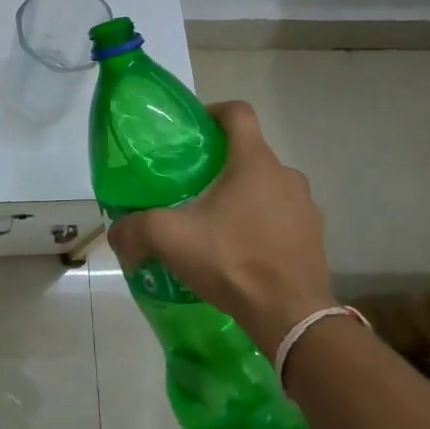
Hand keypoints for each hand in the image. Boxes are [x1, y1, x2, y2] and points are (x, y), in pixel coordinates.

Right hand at [107, 100, 335, 359]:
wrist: (291, 316)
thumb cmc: (232, 260)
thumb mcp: (170, 239)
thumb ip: (134, 229)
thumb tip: (116, 233)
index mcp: (254, 162)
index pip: (237, 113)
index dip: (212, 112)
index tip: (192, 130)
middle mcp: (286, 175)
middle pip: (249, 153)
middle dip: (220, 165)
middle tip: (191, 188)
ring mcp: (305, 207)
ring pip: (266, 187)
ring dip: (242, 197)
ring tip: (215, 225)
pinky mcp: (313, 237)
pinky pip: (282, 218)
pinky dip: (261, 225)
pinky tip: (240, 252)